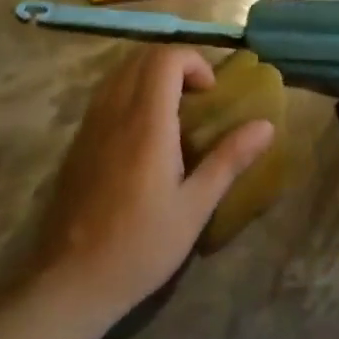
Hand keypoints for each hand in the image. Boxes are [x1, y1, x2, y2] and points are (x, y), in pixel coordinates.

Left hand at [39, 47, 273, 317]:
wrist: (71, 281)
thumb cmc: (142, 245)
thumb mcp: (195, 206)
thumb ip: (229, 159)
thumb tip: (266, 125)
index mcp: (147, 124)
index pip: (165, 59)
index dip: (193, 62)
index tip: (210, 93)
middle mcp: (114, 114)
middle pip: (140, 57)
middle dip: (174, 63)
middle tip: (197, 95)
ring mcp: (89, 127)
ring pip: (118, 73)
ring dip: (149, 75)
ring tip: (173, 108)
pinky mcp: (76, 144)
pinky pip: (103, 96)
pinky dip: (128, 92)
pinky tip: (143, 132)